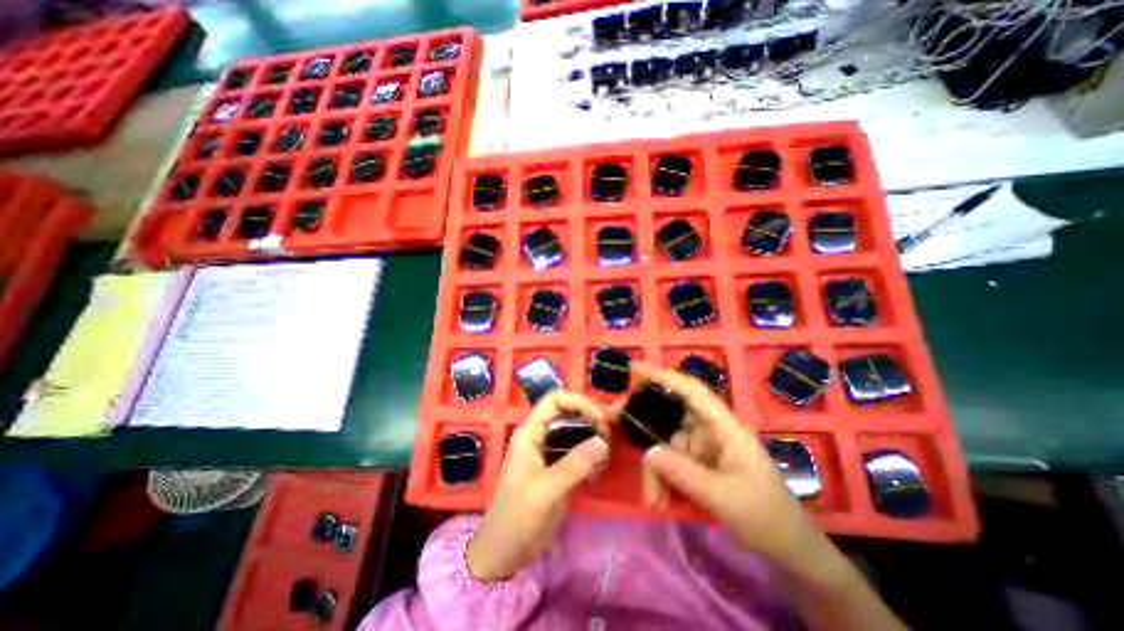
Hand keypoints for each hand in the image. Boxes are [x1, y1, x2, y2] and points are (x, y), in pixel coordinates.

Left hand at [463, 391, 611, 584]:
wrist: (504, 553)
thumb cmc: (517, 518)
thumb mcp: (546, 491)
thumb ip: (574, 465)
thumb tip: (603, 442)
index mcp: (531, 432)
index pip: (555, 400)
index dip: (579, 402)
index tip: (600, 419)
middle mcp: (541, 436)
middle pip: (569, 412)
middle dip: (591, 420)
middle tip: (607, 441)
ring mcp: (550, 452)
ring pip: (576, 431)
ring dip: (593, 439)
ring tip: (604, 459)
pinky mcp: (559, 468)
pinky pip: (579, 451)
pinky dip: (592, 456)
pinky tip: (597, 473)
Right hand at [636, 361, 828, 571]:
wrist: (789, 551)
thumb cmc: (765, 516)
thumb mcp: (723, 497)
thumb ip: (683, 473)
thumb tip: (648, 451)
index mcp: (724, 427)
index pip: (691, 391)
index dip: (663, 376)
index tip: (634, 369)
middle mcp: (710, 430)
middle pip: (670, 416)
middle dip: (643, 422)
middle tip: (614, 422)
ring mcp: (703, 447)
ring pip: (667, 444)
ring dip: (655, 469)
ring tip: (653, 499)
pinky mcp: (699, 464)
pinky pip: (672, 463)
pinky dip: (663, 480)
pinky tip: (660, 502)